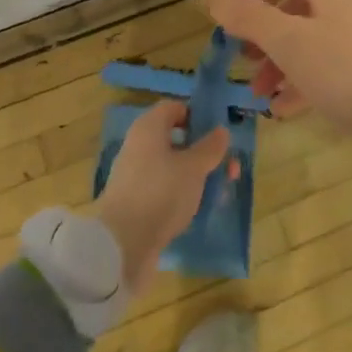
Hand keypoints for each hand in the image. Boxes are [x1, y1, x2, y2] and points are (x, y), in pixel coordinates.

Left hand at [93, 99, 230, 291]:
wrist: (122, 244)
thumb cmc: (161, 193)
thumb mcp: (194, 168)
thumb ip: (210, 148)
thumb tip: (220, 131)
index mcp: (148, 128)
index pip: (174, 108)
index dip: (197, 115)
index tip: (218, 133)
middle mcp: (138, 146)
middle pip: (175, 138)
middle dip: (203, 151)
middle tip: (228, 166)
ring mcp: (135, 175)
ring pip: (172, 166)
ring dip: (196, 174)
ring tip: (220, 191)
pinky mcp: (135, 202)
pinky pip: (164, 188)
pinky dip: (182, 193)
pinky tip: (198, 208)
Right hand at [207, 0, 351, 155]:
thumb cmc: (351, 72)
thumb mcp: (291, 45)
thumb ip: (250, 19)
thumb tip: (215, 0)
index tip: (232, 21)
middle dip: (265, 32)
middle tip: (247, 64)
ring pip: (316, 32)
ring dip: (285, 59)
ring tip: (264, 95)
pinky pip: (338, 56)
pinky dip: (312, 74)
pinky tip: (294, 108)